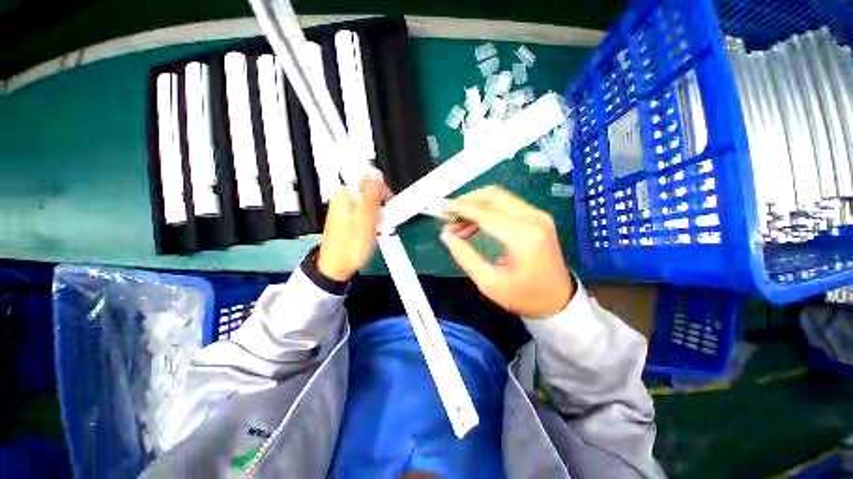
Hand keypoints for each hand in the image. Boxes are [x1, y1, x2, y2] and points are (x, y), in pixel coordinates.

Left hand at [316, 173, 384, 281]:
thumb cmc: (350, 245)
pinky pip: (365, 213)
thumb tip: (376, 172)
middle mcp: (343, 198)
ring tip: (378, 229)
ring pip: (370, 203)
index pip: (369, 178)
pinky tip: (373, 231)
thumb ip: (371, 195)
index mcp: (345, 194)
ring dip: (379, 214)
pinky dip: (373, 220)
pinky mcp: (349, 219)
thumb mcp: (365, 219)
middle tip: (383, 220)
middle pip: (370, 191)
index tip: (388, 205)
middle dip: (382, 205)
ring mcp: (346, 209)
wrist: (337, 267)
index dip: (383, 191)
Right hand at [440, 186, 573, 317]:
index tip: (441, 208)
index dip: (460, 207)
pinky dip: (486, 210)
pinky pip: (505, 204)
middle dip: (466, 202)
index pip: (484, 211)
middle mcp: (532, 218)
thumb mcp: (489, 283)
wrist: (558, 301)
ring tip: (457, 225)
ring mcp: (537, 215)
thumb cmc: (524, 296)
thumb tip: (446, 235)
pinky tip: (473, 225)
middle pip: (492, 195)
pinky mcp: (536, 217)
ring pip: (498, 196)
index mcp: (522, 236)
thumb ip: (465, 256)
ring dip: (474, 205)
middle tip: (448, 217)